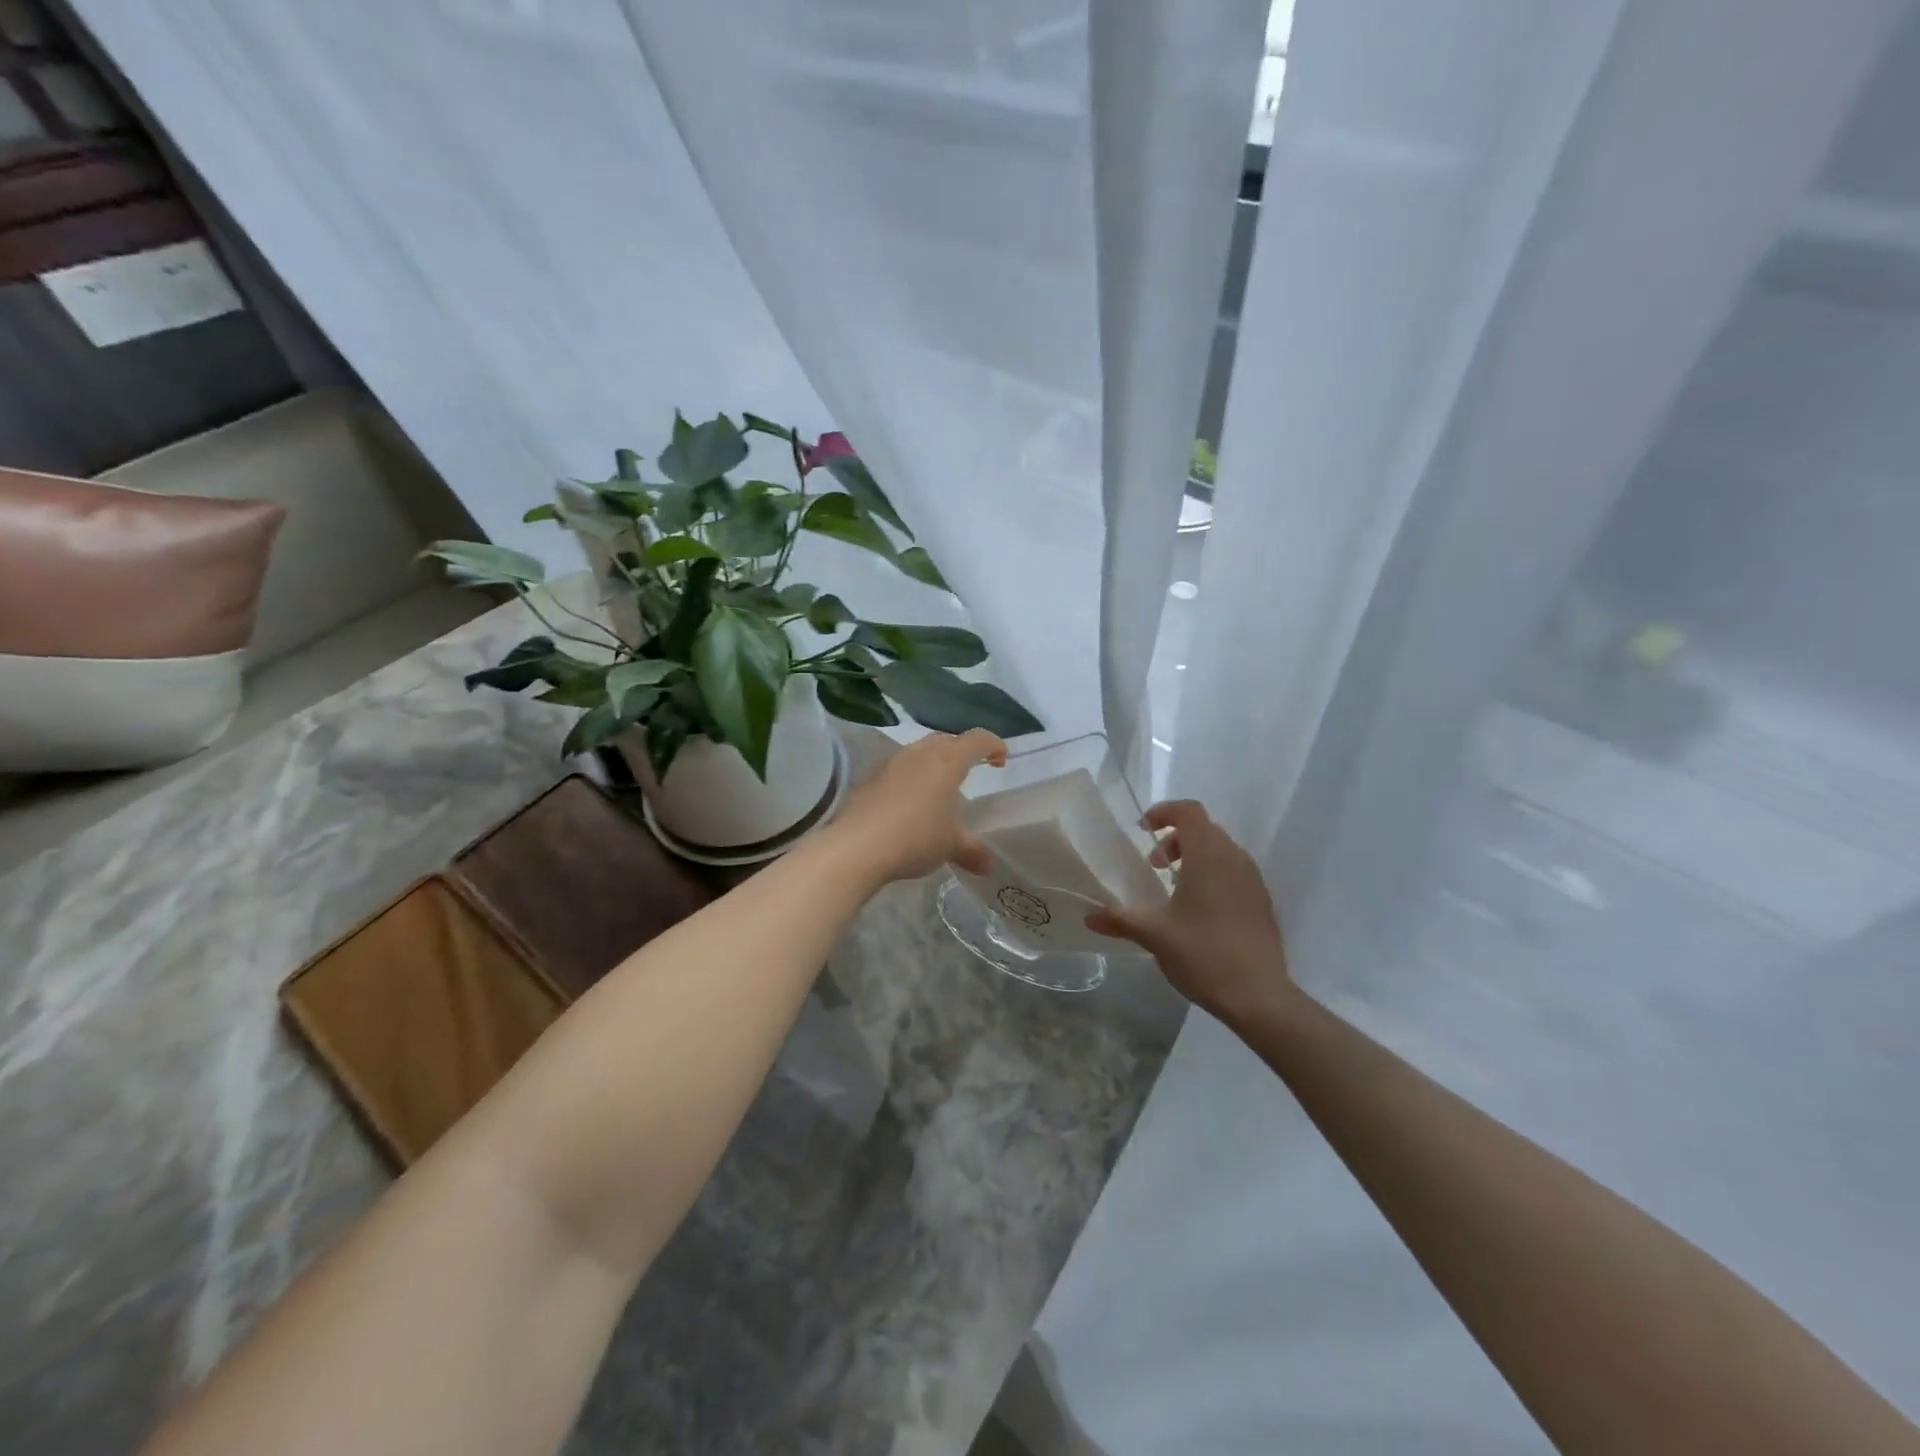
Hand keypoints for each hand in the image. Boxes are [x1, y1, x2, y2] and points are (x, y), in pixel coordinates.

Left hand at [832, 729, 1005, 883]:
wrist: (857, 846)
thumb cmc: (915, 837)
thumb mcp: (950, 846)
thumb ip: (971, 851)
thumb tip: (989, 866)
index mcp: (947, 761)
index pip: (977, 740)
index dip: (993, 745)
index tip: (1001, 760)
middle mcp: (920, 753)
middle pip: (947, 741)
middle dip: (962, 752)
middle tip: (970, 772)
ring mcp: (891, 763)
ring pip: (920, 753)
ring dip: (933, 764)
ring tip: (939, 790)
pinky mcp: (870, 777)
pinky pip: (898, 769)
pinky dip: (910, 779)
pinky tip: (909, 804)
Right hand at [1086, 800, 1294, 1025]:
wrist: (1258, 996)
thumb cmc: (1203, 953)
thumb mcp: (1154, 934)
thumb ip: (1120, 919)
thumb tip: (1090, 917)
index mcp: (1209, 855)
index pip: (1189, 811)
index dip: (1164, 812)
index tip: (1143, 830)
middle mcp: (1235, 859)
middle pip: (1204, 829)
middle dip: (1175, 839)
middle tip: (1153, 866)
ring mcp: (1253, 881)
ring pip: (1221, 852)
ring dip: (1195, 858)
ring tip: (1174, 889)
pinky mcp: (1262, 903)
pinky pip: (1234, 873)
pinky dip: (1213, 877)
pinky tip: (1198, 912)